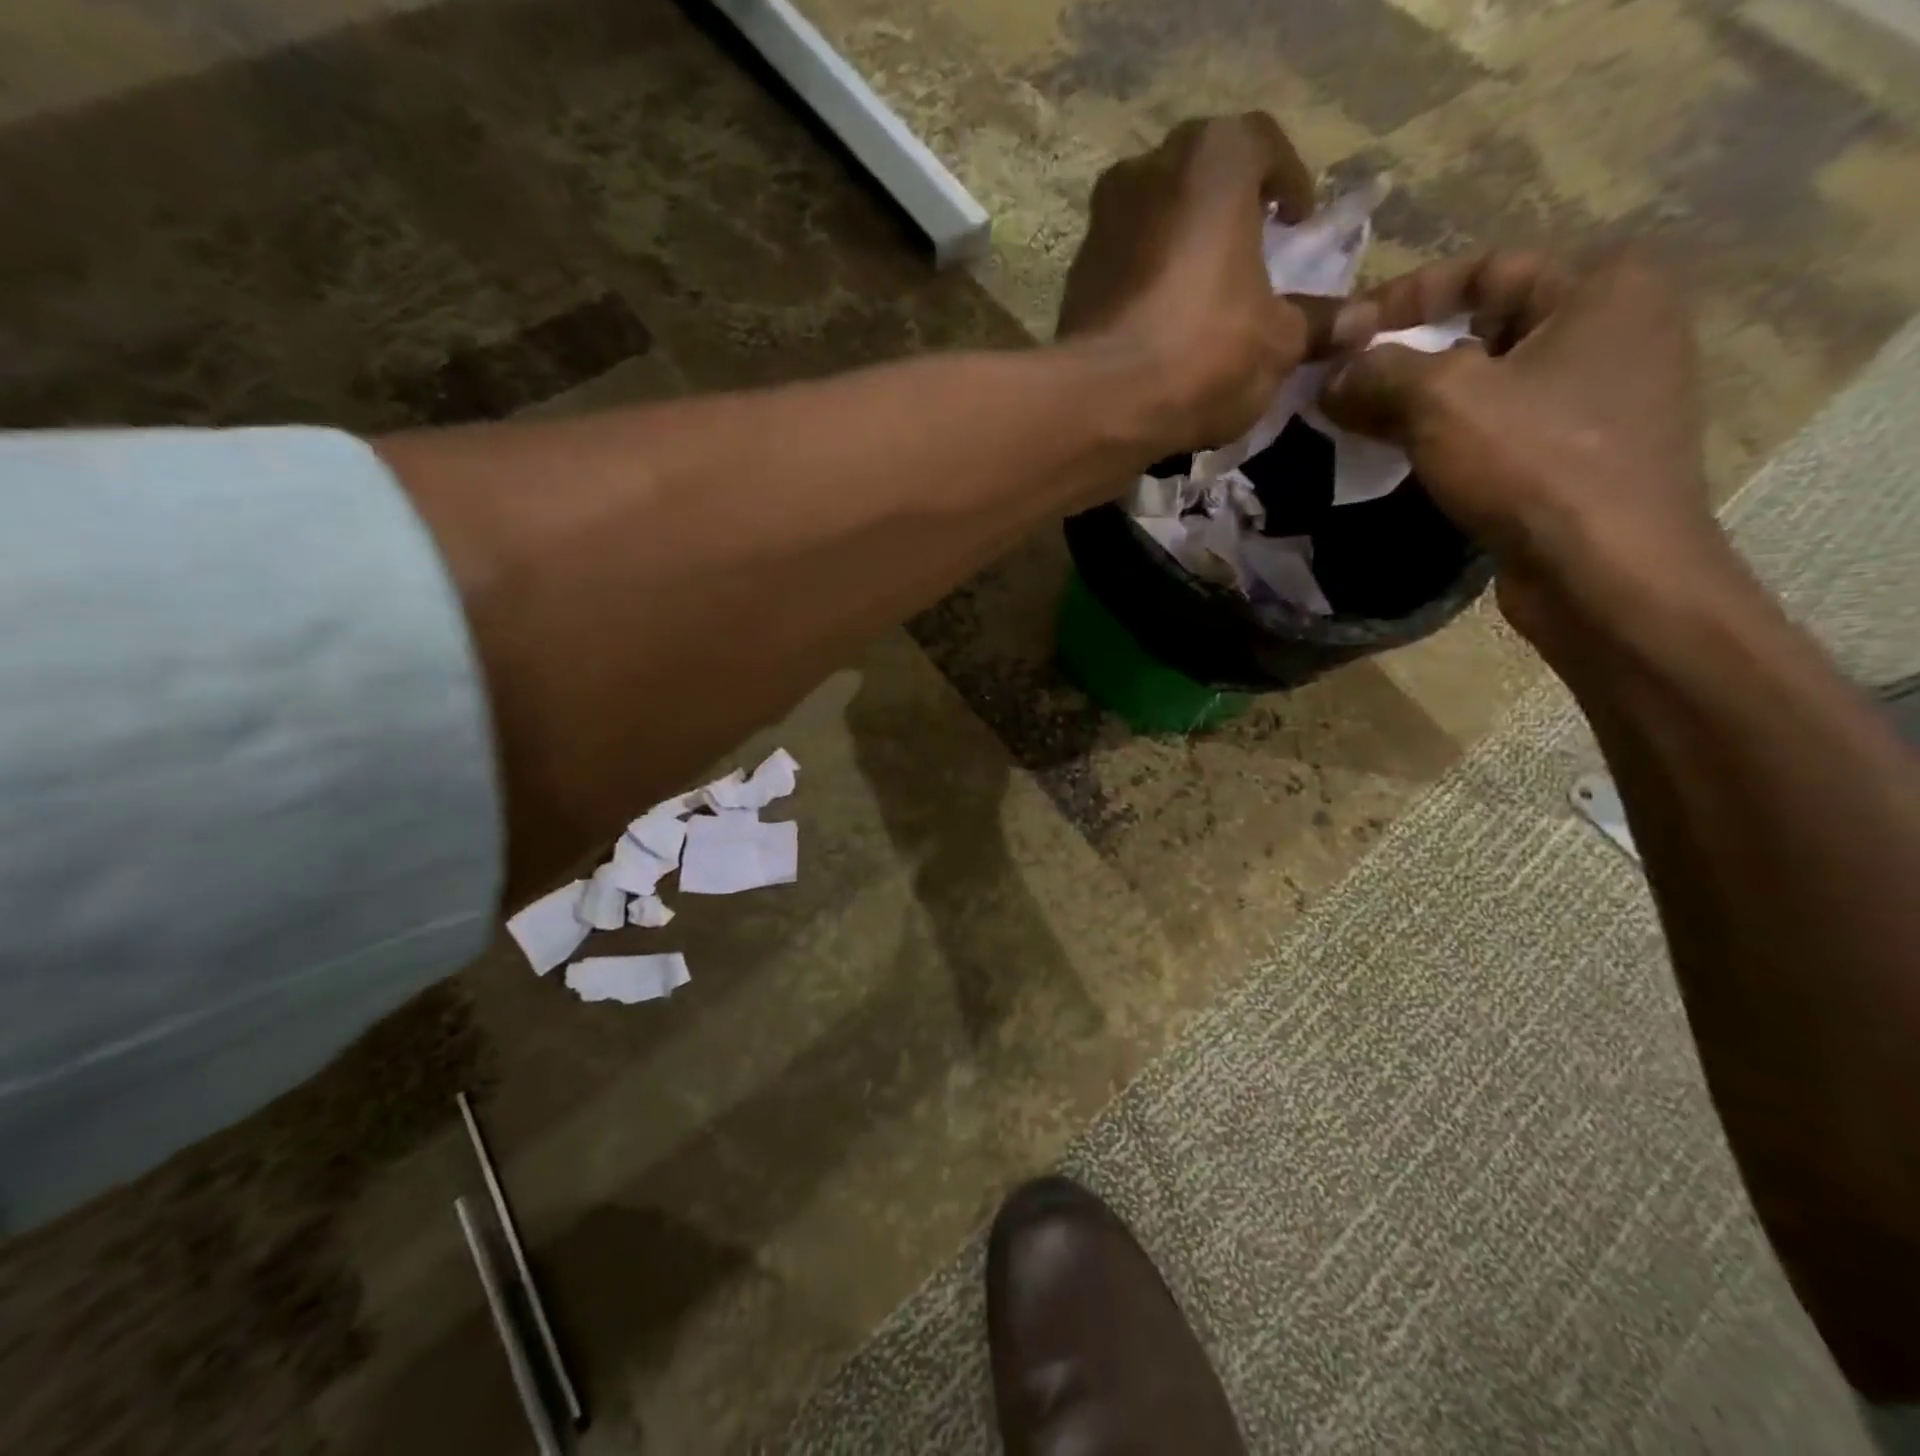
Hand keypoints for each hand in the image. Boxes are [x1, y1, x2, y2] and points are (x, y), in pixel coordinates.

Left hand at [1058, 113, 1344, 457]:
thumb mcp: (1279, 342)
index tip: (1299, 224)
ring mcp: (1100, 224)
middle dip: (1229, 212)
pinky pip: (1123, 269)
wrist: (1102, 404)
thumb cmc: (1204, 353)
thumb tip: (1362, 321)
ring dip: (1181, 249)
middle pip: (1201, 180)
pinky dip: (1145, 286)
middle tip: (1251, 254)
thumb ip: (1320, 323)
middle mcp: (1148, 171)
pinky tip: (1160, 328)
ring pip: (1155, 223)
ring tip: (1203, 297)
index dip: (1289, 184)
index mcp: (1213, 158)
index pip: (1264, 146)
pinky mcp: (1073, 280)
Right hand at [1319, 253, 1730, 649]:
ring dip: (1419, 402)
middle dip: (1406, 357)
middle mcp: (1616, 330)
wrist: (1604, 569)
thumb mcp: (1441, 400)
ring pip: (1488, 384)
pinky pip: (1501, 428)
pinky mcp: (1581, 456)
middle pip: (1484, 327)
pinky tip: (1403, 460)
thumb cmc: (1533, 462)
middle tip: (1344, 387)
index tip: (1344, 338)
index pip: (1485, 268)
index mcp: (1605, 288)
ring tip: (1359, 426)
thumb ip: (1378, 372)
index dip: (1404, 298)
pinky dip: (1448, 438)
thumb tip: (1332, 377)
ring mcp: (1602, 399)